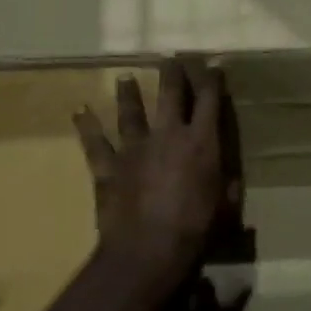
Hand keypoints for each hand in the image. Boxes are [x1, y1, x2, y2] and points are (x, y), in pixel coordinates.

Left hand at [74, 60, 237, 285]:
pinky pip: (95, 143)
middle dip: (172, 73)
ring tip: (124, 77)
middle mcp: (168, 135)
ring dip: (128, 93)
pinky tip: (79, 111)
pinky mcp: (110, 167)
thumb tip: (230, 180)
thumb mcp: (225, 210)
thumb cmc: (195, 231)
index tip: (213, 66)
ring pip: (131, 112)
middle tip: (170, 58)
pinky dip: (86, 127)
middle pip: (170, 94)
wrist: (147, 251)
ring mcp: (135, 148)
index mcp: (201, 142)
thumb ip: (227, 189)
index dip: (212, 80)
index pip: (209, 100)